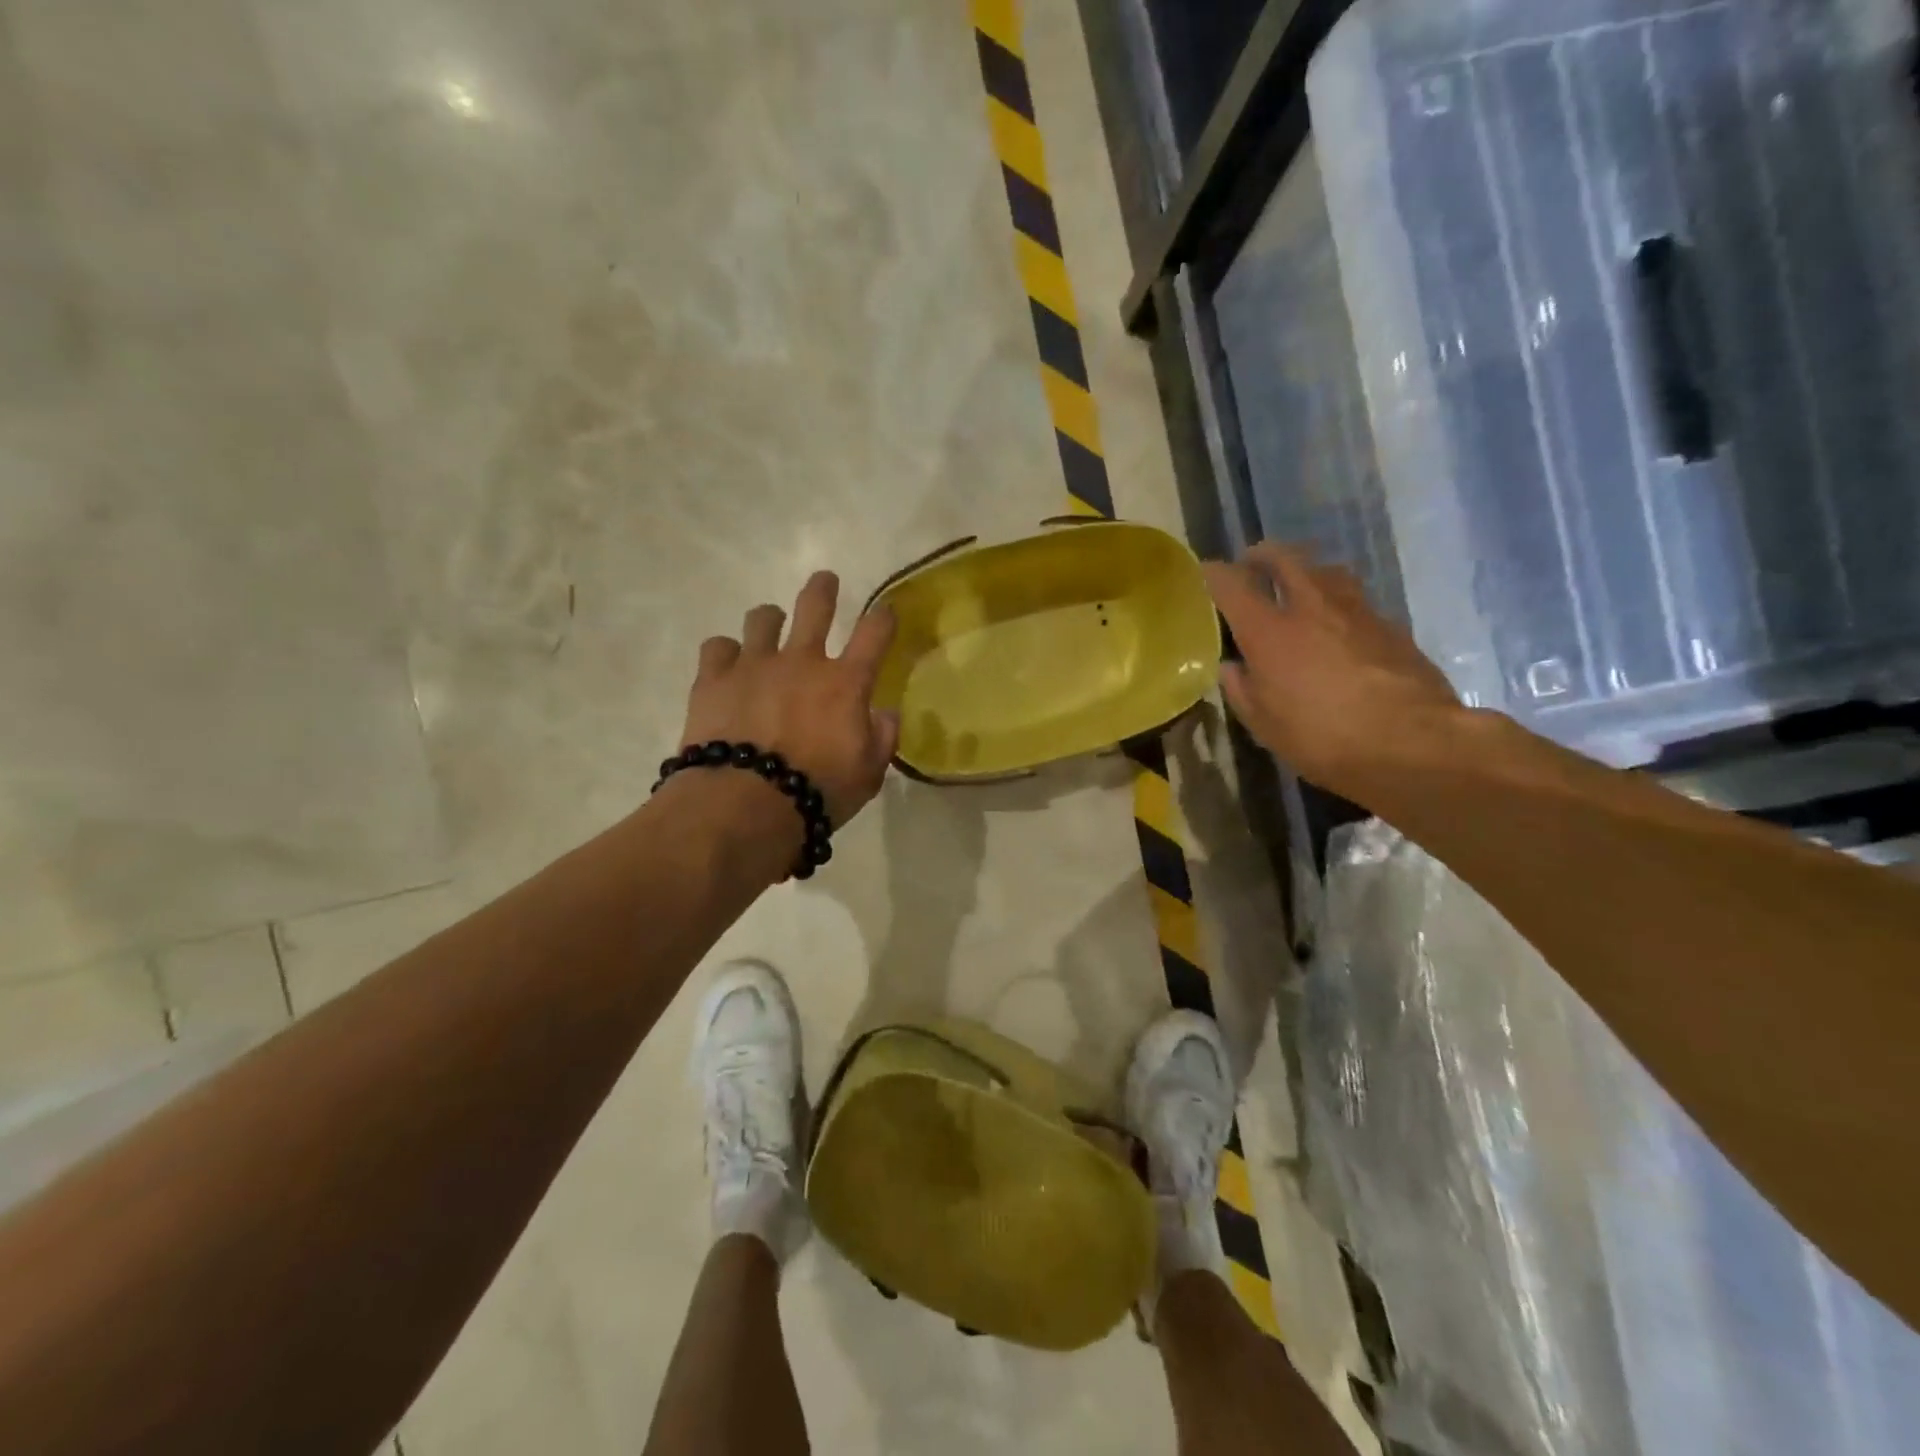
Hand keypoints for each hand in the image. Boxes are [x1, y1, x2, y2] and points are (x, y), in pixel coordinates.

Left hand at [682, 571, 899, 827]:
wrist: (744, 806)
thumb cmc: (816, 794)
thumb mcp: (867, 776)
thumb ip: (881, 739)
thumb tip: (886, 714)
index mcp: (845, 683)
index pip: (874, 634)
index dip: (883, 617)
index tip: (886, 610)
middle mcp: (802, 661)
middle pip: (815, 606)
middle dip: (823, 590)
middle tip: (825, 581)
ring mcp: (754, 664)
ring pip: (762, 618)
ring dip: (770, 621)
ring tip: (769, 629)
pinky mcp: (713, 679)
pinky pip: (718, 646)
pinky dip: (726, 653)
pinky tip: (727, 667)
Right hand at [1203, 544, 1461, 794]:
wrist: (1413, 743)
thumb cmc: (1322, 738)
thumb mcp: (1264, 725)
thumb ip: (1242, 689)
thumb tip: (1233, 667)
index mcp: (1269, 631)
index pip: (1232, 584)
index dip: (1214, 573)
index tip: (1206, 571)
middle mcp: (1311, 607)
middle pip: (1285, 559)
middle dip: (1263, 555)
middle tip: (1252, 562)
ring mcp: (1356, 612)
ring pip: (1326, 572)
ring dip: (1306, 571)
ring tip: (1299, 586)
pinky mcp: (1391, 626)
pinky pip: (1356, 601)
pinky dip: (1338, 603)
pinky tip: (1338, 626)